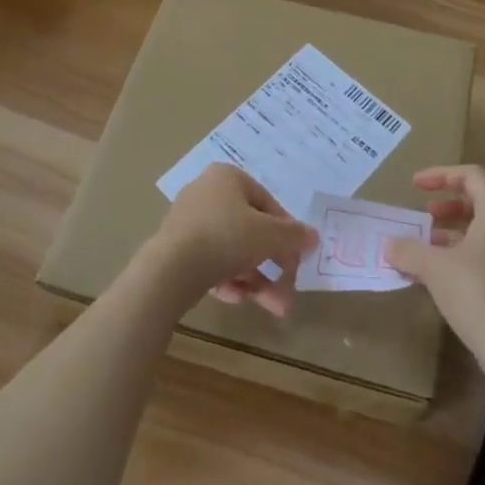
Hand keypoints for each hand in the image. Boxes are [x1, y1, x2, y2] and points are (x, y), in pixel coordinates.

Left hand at [146, 164, 316, 317]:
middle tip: (290, 285)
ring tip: (276, 307)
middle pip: (249, 229)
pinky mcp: (177, 250)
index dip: (286, 230)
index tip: (298, 255)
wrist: (170, 269)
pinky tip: (239, 300)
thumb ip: (293, 235)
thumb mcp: (269, 235)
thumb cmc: (226, 237)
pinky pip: (211, 263)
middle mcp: (206, 193)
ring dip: (256, 279)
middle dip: (273, 262)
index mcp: (227, 178)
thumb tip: (313, 236)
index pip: (266, 201)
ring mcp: (189, 223)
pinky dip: (229, 281)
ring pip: (232, 250)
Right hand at [385, 166, 484, 356]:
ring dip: (449, 233)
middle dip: (447, 204)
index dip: (441, 174)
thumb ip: (409, 250)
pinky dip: (457, 256)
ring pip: (478, 231)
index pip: (471, 175)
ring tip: (422, 249)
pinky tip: (435, 278)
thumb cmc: (478, 294)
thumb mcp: (435, 268)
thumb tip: (389, 245)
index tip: (415, 186)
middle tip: (424, 213)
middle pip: (477, 201)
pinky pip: (481, 255)